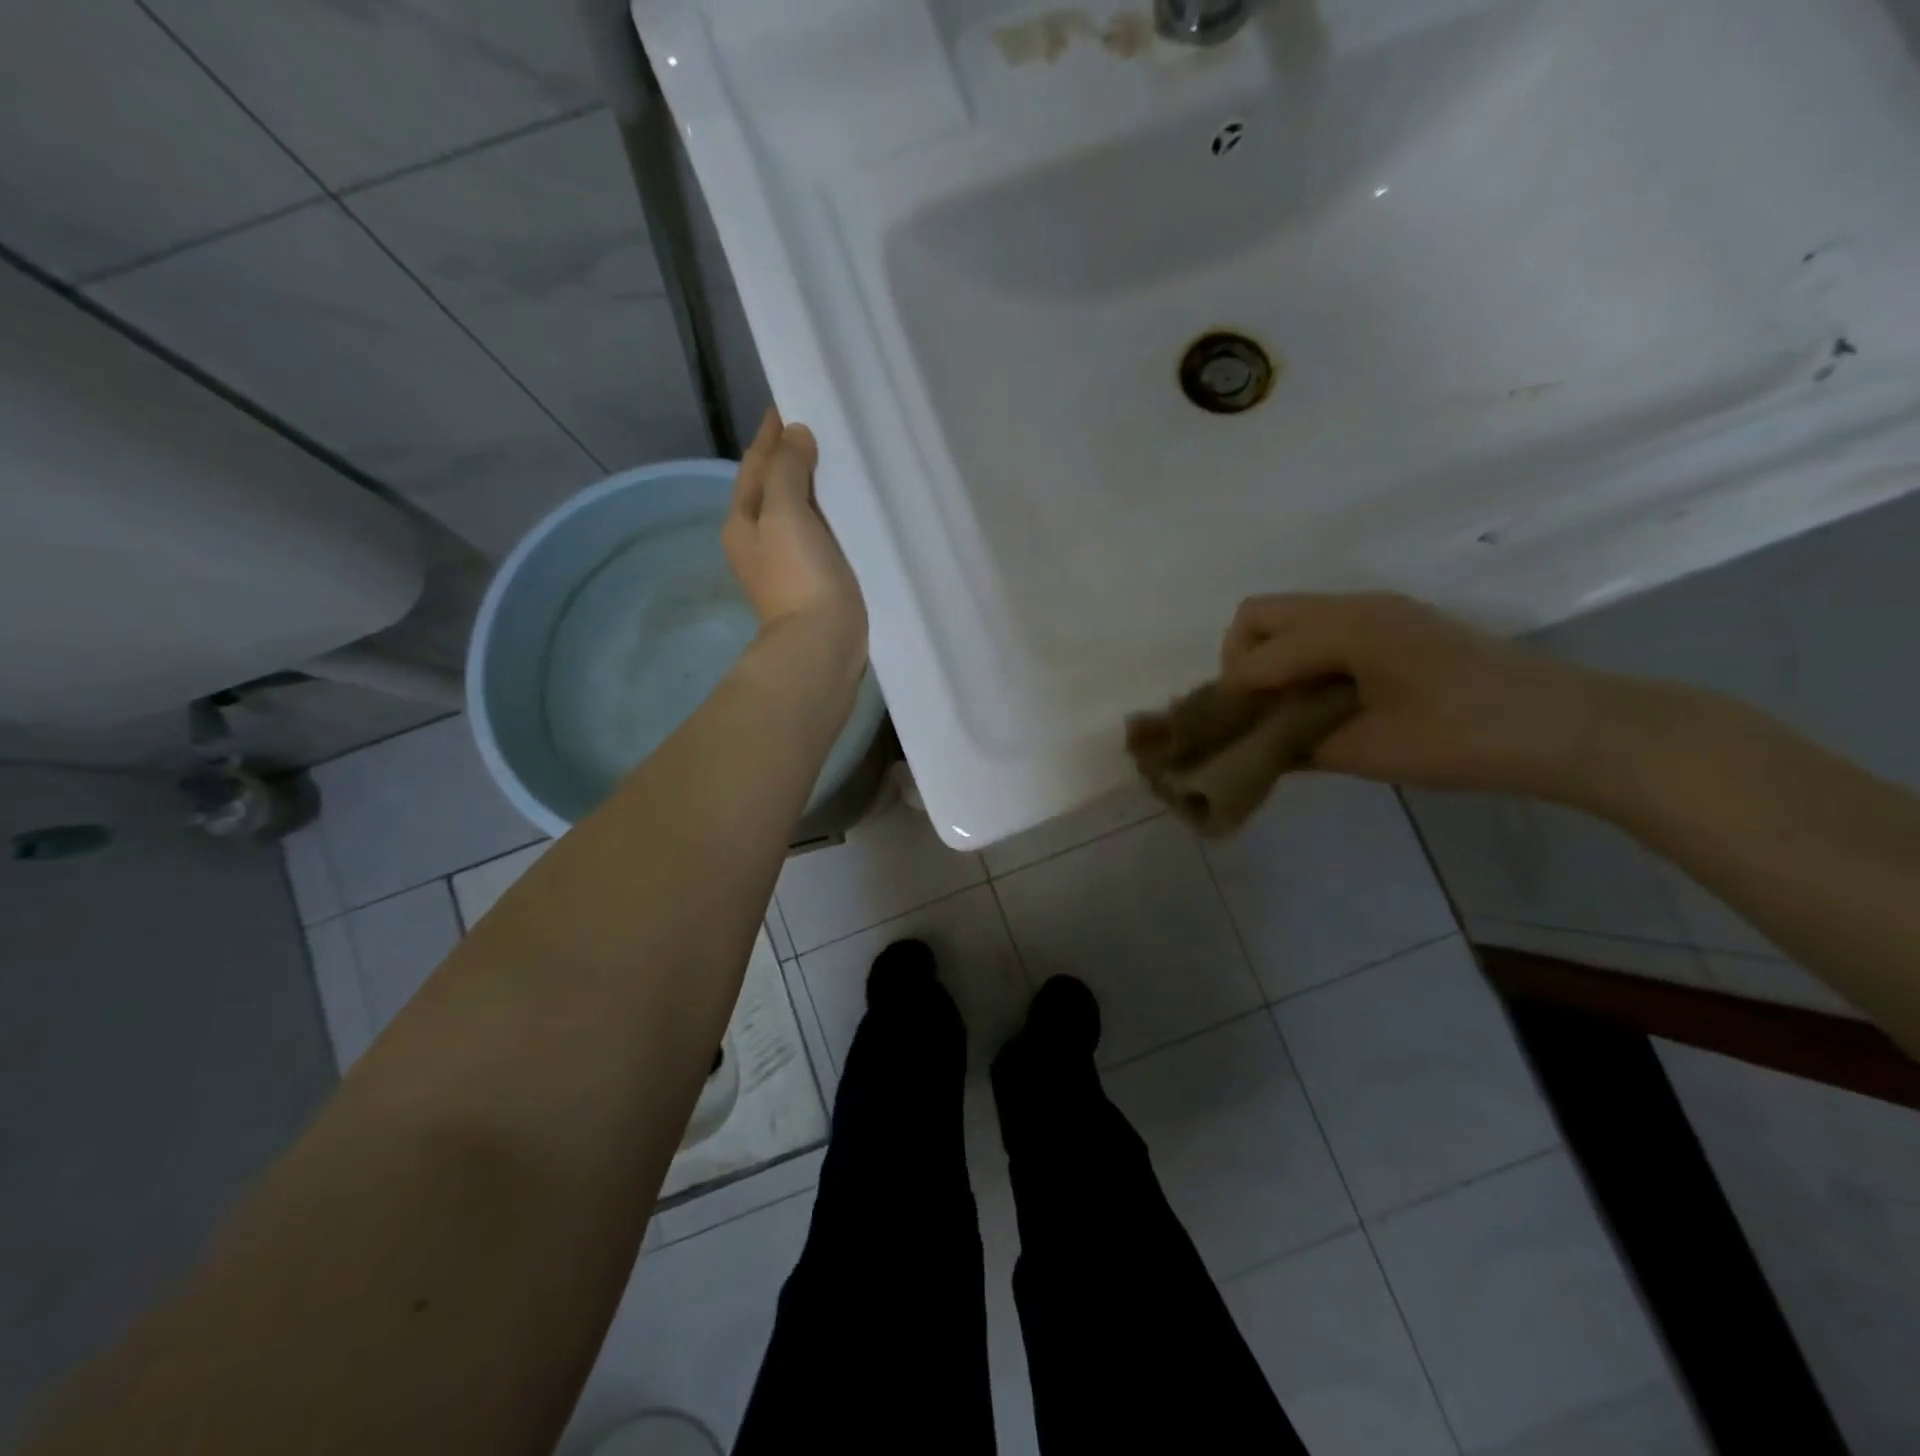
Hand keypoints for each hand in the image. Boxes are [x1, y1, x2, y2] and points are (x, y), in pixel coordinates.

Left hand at [724, 409, 866, 645]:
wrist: (821, 643)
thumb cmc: (799, 575)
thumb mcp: (784, 513)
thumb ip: (787, 470)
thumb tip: (795, 437)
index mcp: (743, 522)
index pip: (755, 464)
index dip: (770, 434)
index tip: (788, 404)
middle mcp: (758, 540)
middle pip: (772, 487)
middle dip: (789, 457)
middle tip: (817, 427)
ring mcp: (786, 562)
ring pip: (796, 510)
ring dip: (810, 486)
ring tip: (834, 460)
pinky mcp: (814, 579)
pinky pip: (817, 532)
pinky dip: (826, 513)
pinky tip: (845, 507)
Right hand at [1219, 592, 1625, 797]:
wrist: (1568, 728)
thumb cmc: (1464, 739)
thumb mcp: (1369, 751)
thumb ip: (1297, 744)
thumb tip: (1253, 744)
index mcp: (1346, 628)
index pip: (1258, 653)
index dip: (1232, 693)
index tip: (1224, 733)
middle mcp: (1355, 607)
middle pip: (1260, 615)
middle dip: (1240, 660)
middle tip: (1254, 712)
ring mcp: (1379, 613)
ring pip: (1290, 619)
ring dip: (1271, 658)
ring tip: (1282, 711)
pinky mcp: (1397, 628)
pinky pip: (1321, 631)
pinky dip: (1301, 659)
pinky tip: (1318, 702)